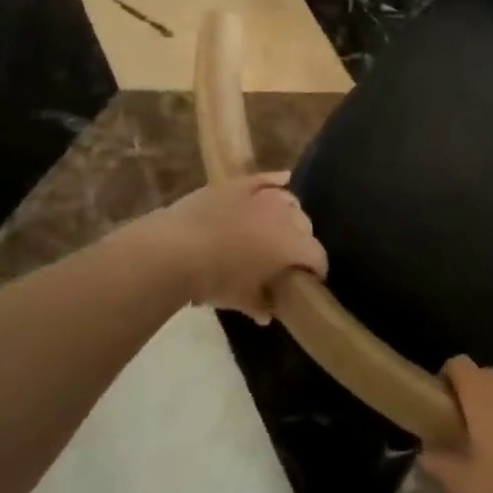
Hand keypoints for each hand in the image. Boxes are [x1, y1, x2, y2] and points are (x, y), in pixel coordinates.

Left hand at [139, 173, 324, 320]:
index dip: (317, 270)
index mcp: (292, 245)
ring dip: (289, 215)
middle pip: (305, 226)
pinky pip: (266, 179)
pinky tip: (281, 182)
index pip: (317, 256)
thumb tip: (268, 313)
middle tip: (286, 258)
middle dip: (302, 242)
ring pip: (289, 201)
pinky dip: (276, 182)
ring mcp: (262, 195)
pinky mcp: (239, 184)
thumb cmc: (214, 279)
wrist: (176, 249)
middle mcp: (284, 216)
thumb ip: (261, 304)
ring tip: (277, 228)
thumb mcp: (241, 300)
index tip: (310, 281)